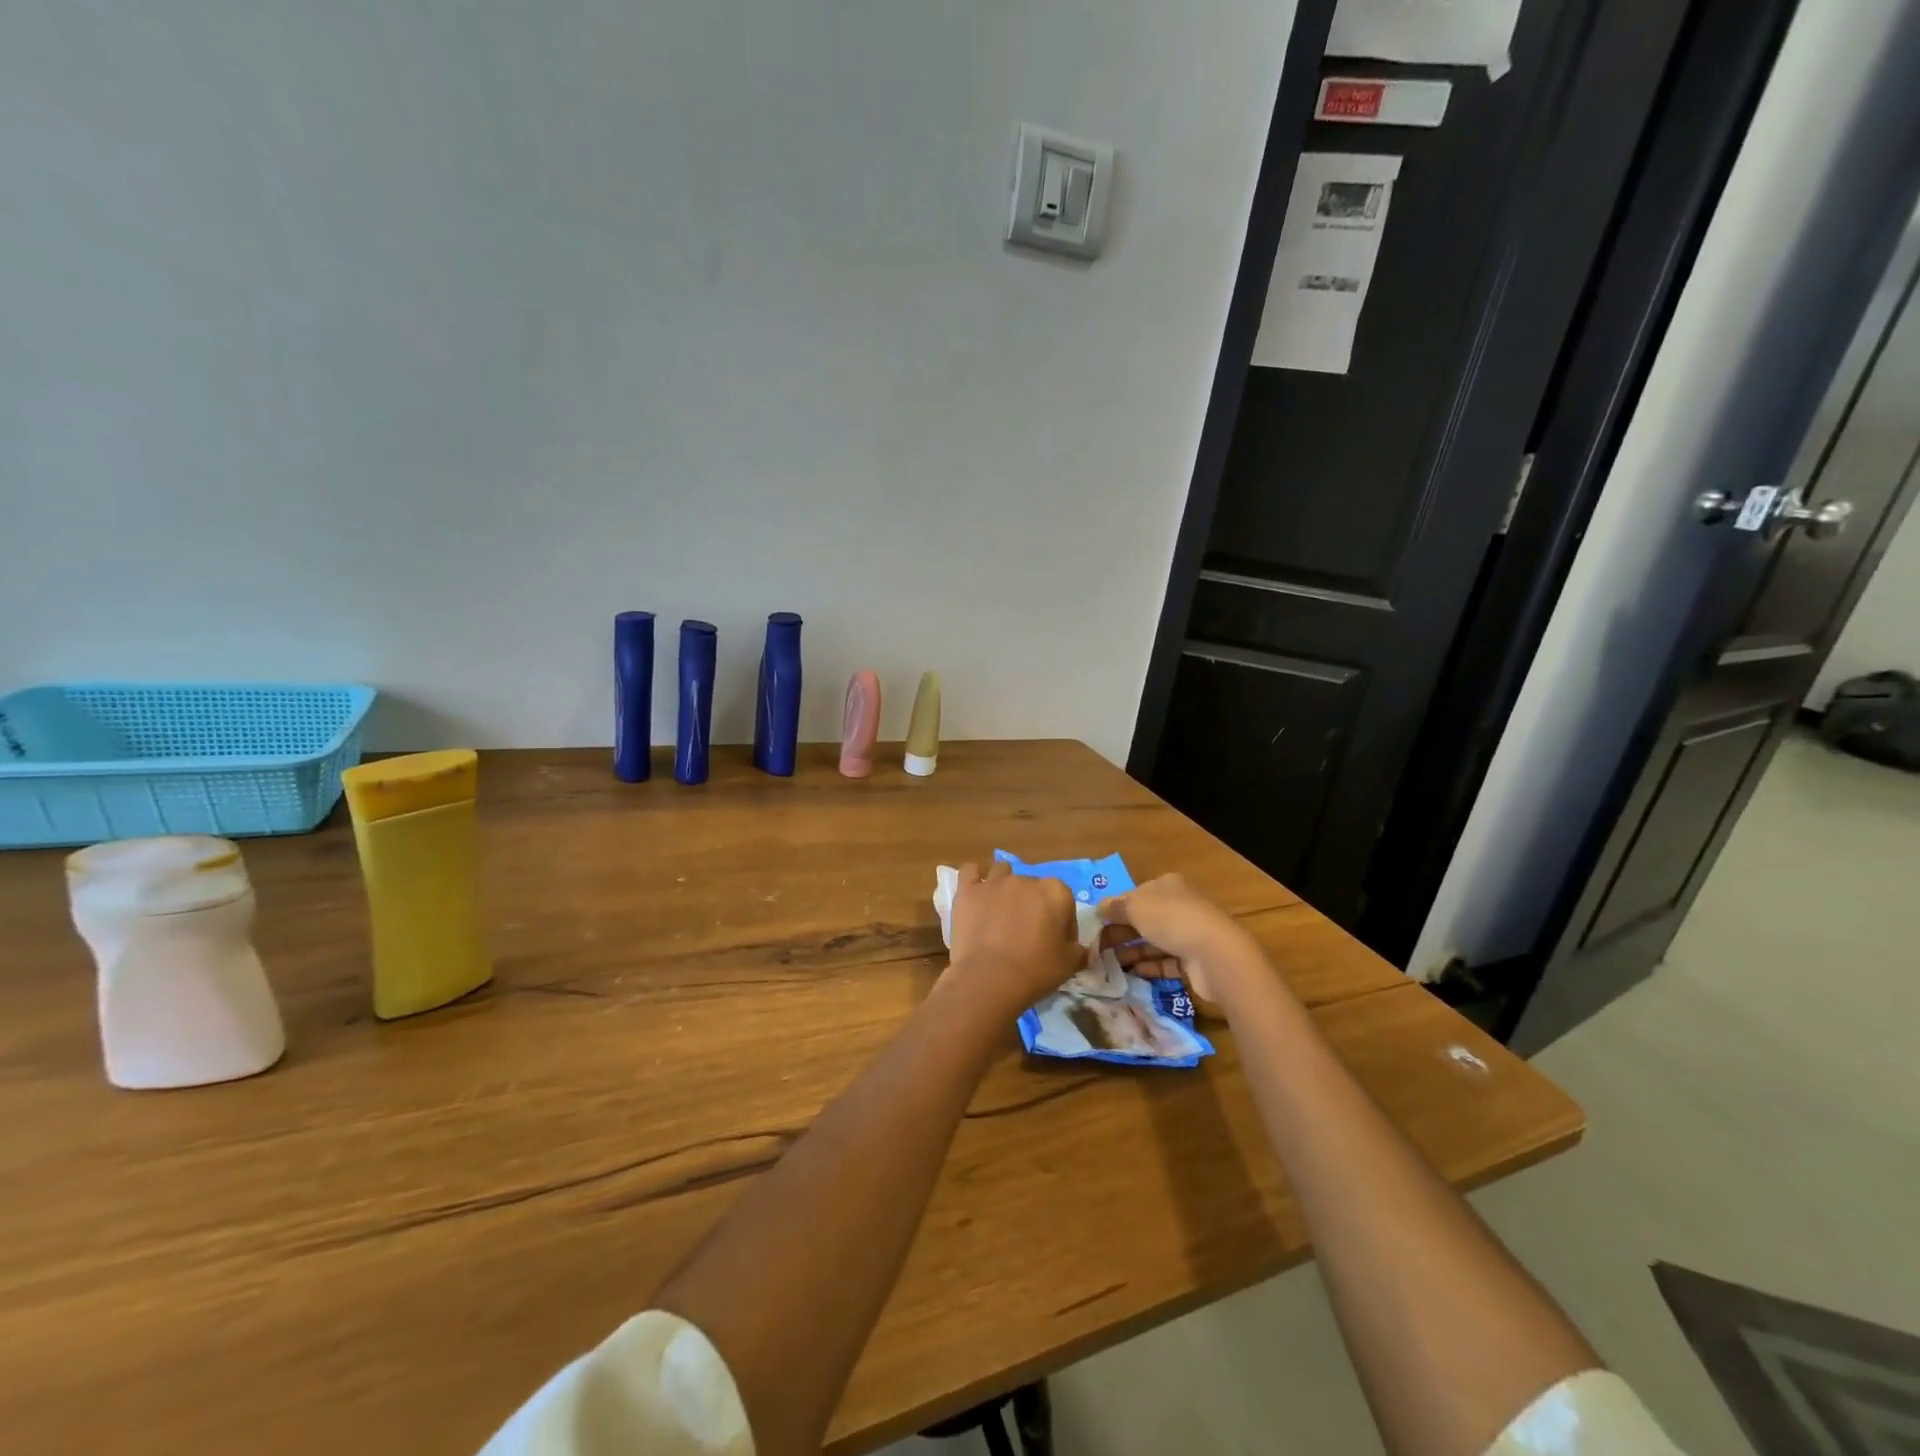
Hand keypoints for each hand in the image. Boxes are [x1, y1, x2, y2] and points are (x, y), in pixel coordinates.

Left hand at [944, 861, 1083, 1014]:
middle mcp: (1026, 879)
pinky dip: (974, 880)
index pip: (1065, 902)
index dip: (1063, 924)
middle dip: (1033, 905)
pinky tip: (976, 894)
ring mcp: (995, 882)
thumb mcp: (1069, 965)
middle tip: (1028, 933)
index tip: (1057, 944)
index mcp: (1056, 892)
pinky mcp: (968, 890)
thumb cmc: (1035, 970)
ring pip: (1003, 873)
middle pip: (1033, 888)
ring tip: (1001, 911)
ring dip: (1005, 887)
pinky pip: (970, 872)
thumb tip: (1081, 949)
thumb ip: (1079, 950)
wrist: (989, 978)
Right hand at [1097, 873, 1254, 1003]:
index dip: (1115, 908)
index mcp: (1167, 885)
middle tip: (1097, 948)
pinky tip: (1132, 973)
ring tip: (1108, 964)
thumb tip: (1099, 908)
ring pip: (1154, 941)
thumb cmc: (1171, 920)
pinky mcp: (1195, 960)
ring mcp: (1189, 933)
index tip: (1095, 925)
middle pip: (1144, 919)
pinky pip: (1166, 962)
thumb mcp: (1135, 907)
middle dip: (1121, 933)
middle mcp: (1180, 906)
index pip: (1135, 895)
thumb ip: (1115, 907)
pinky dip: (1149, 966)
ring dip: (1132, 951)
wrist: (1216, 954)